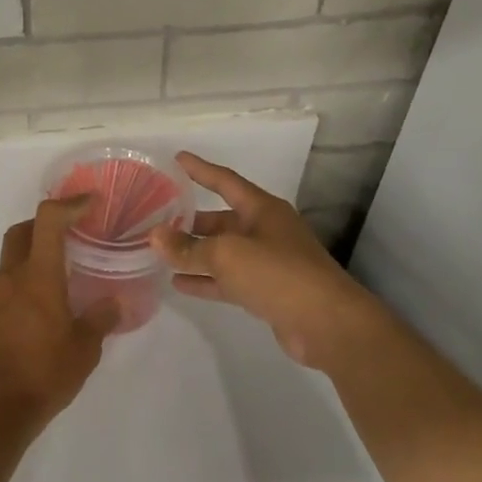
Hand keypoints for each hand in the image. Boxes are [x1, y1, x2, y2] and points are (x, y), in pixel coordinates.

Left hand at [0, 196, 121, 437]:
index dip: (68, 204)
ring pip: (11, 261)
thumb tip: (115, 302)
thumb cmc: (43, 375)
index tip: (90, 203)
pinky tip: (41, 312)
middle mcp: (10, 279)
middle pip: (21, 232)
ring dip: (34, 257)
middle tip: (71, 234)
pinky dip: (24, 284)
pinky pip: (5, 288)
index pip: (47, 221)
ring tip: (61, 279)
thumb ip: (100, 319)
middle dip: (45, 223)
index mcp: (37, 277)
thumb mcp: (84, 350)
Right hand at [150, 151, 384, 370]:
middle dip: (190, 221)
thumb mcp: (227, 255)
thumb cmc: (278, 274)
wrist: (327, 324)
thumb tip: (154, 236)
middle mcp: (265, 231)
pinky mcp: (266, 291)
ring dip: (194, 253)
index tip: (177, 158)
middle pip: (221, 220)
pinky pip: (228, 280)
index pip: (225, 181)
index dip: (200, 169)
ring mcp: (267, 263)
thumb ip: (188, 248)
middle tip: (156, 220)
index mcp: (262, 209)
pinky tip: (178, 284)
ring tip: (160, 252)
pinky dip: (205, 280)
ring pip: (223, 252)